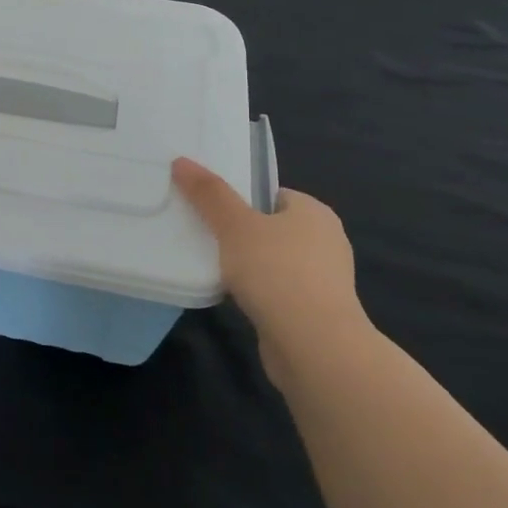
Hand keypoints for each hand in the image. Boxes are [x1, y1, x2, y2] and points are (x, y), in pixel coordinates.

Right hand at [171, 158, 372, 388]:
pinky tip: (232, 296)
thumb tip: (181, 161)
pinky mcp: (316, 313)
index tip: (207, 208)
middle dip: (239, 232)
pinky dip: (256, 292)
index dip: (239, 198)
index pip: (272, 195)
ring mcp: (323, 280)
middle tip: (201, 234)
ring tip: (209, 265)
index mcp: (314, 212)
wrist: (315, 347)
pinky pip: (276, 291)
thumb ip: (209, 194)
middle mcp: (326, 241)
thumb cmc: (277, 272)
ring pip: (273, 261)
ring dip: (247, 265)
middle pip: (271, 227)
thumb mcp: (234, 225)